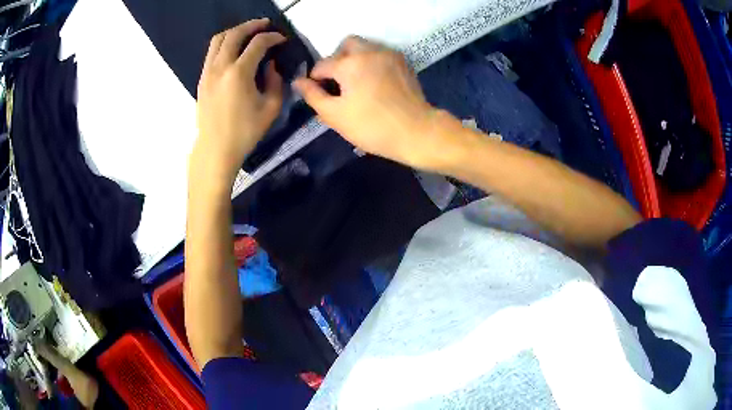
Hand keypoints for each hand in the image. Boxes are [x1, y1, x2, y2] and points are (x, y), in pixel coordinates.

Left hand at [193, 19, 285, 183]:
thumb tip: (270, 65)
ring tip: (248, 32)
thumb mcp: (271, 107)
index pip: (258, 43)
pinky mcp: (202, 79)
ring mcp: (208, 72)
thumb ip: (275, 81)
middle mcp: (220, 67)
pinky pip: (211, 52)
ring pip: (219, 39)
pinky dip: (224, 43)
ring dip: (235, 31)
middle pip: (235, 34)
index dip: (272, 37)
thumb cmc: (245, 132)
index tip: (282, 40)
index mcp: (239, 73)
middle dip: (252, 25)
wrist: (216, 149)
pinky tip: (233, 49)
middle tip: (265, 25)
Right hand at [293, 36, 454, 169]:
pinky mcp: (402, 62)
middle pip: (345, 44)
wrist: (416, 132)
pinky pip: (381, 53)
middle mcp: (369, 51)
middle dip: (337, 60)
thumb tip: (298, 81)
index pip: (322, 65)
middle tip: (339, 82)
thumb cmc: (372, 127)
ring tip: (357, 82)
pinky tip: (374, 82)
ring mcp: (389, 54)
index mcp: (349, 64)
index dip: (316, 81)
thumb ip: (313, 96)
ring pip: (365, 46)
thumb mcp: (335, 115)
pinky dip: (372, 62)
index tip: (323, 97)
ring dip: (355, 58)